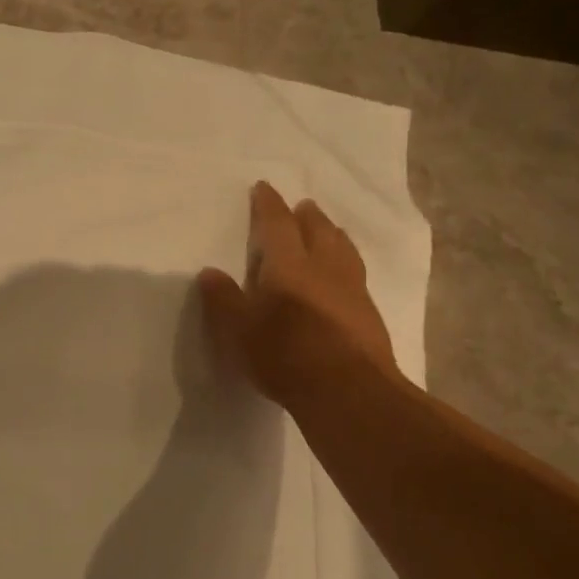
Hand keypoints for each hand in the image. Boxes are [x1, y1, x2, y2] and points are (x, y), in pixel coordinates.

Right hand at [196, 182, 402, 406]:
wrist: (348, 390)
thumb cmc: (284, 355)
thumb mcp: (238, 331)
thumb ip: (223, 299)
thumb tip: (210, 272)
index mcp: (288, 265)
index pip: (277, 224)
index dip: (268, 205)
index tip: (263, 188)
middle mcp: (324, 267)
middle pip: (318, 230)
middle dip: (307, 216)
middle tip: (302, 206)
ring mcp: (352, 289)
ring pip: (343, 249)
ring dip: (332, 234)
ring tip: (329, 230)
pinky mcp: (368, 313)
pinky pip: (356, 273)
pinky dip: (347, 262)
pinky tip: (345, 275)